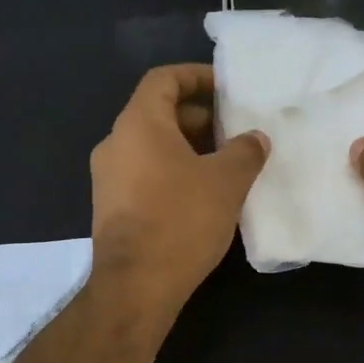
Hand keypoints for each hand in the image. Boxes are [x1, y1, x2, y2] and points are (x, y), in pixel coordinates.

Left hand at [91, 64, 268, 322]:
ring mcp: (109, 177)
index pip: (163, 79)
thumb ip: (245, 151)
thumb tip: (254, 139)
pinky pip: (145, 172)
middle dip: (199, 117)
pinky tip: (203, 194)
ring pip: (152, 146)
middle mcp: (116, 143)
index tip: (225, 88)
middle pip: (157, 112)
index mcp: (139, 124)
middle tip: (234, 130)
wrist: (136, 286)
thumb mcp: (226, 181)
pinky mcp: (112, 206)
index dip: (196, 76)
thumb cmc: (181, 220)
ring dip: (188, 147)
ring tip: (226, 163)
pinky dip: (173, 171)